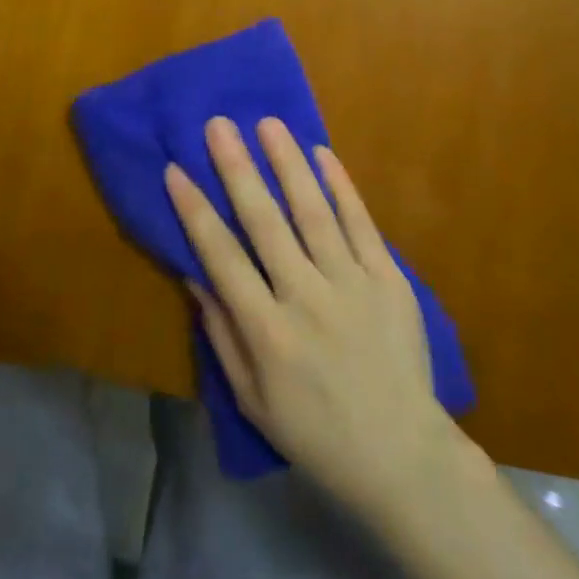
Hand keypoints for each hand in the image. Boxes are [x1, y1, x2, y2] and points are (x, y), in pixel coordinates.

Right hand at [165, 116, 458, 518]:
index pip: (221, 258)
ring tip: (268, 123)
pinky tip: (322, 153)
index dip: (195, 212)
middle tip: (218, 125)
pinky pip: (361, 223)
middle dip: (237, 169)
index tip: (175, 170)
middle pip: (265, 222)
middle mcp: (307, 299)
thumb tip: (195, 275)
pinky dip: (341, 186)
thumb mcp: (252, 399)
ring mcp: (352, 285)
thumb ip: (221, 334)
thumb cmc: (316, 433)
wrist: (403, 454)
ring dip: (288, 163)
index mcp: (268, 333)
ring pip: (314, 212)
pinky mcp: (389, 279)